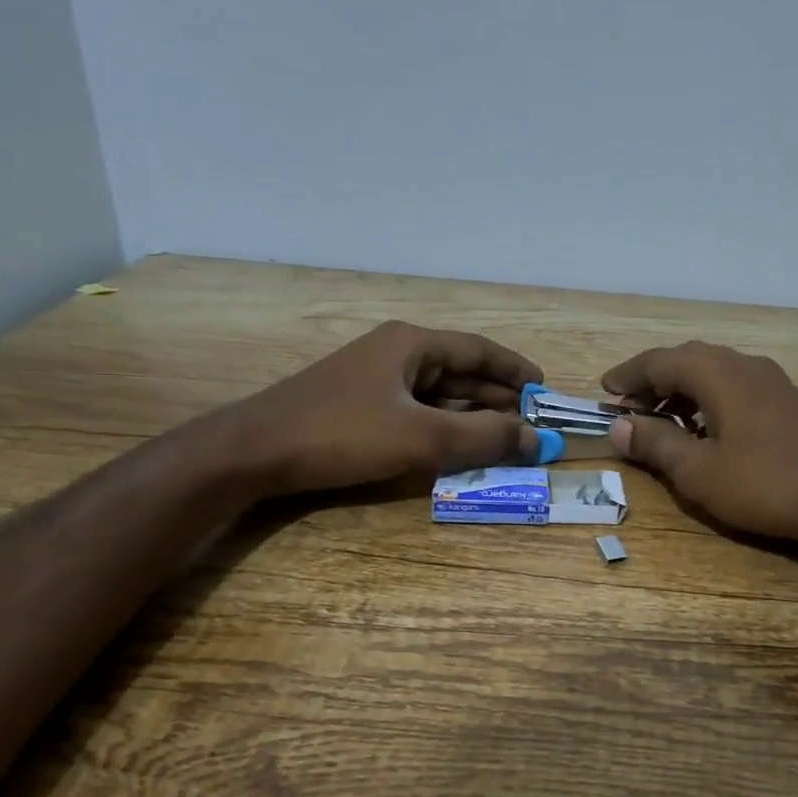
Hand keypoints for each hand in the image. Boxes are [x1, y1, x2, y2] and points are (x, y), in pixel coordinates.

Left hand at [228, 322, 542, 496]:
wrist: (253, 451)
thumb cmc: (342, 434)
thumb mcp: (421, 438)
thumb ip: (483, 439)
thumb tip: (536, 440)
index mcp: (412, 345)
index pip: (479, 351)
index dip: (514, 370)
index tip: (543, 390)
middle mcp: (396, 354)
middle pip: (460, 371)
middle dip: (497, 398)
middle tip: (530, 424)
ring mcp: (374, 380)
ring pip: (438, 394)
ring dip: (471, 415)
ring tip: (503, 438)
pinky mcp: (358, 406)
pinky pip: (415, 411)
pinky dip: (442, 426)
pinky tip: (457, 447)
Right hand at [601, 342, 797, 543]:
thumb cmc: (764, 483)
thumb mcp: (698, 471)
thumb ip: (655, 443)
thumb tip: (619, 427)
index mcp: (717, 373)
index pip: (659, 361)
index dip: (627, 375)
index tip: (604, 390)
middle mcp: (743, 365)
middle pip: (687, 360)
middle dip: (653, 381)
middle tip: (629, 408)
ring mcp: (771, 381)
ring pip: (713, 372)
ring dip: (681, 390)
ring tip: (661, 419)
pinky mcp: (788, 401)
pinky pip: (735, 386)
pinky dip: (708, 399)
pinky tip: (706, 429)